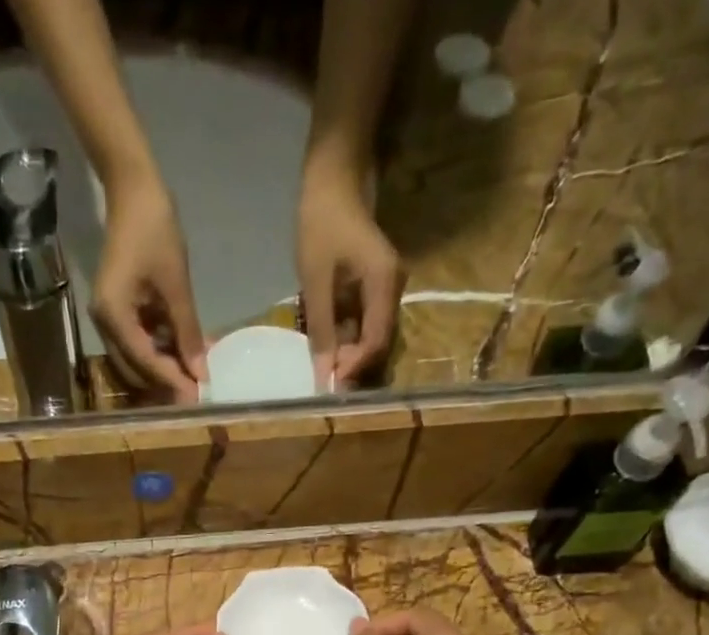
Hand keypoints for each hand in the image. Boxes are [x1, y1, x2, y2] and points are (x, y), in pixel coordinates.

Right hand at [94, 173, 207, 402]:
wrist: (132, 189)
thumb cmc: (154, 229)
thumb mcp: (175, 284)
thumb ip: (187, 331)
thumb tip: (201, 371)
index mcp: (113, 316)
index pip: (144, 362)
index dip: (172, 380)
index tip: (197, 397)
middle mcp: (105, 325)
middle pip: (136, 369)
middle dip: (166, 382)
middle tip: (197, 393)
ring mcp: (110, 319)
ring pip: (138, 359)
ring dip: (166, 367)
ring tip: (197, 373)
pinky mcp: (120, 311)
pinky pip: (140, 341)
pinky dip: (162, 349)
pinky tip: (187, 351)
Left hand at [297, 161, 403, 389]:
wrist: (333, 177)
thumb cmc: (322, 222)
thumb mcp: (316, 280)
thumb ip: (321, 329)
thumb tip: (324, 375)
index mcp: (384, 283)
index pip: (377, 341)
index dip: (355, 367)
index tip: (330, 384)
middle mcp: (393, 288)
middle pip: (378, 342)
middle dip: (352, 364)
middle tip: (323, 377)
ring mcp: (385, 287)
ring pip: (371, 335)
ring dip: (349, 353)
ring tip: (323, 364)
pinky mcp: (374, 287)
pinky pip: (365, 322)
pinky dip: (347, 337)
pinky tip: (328, 343)